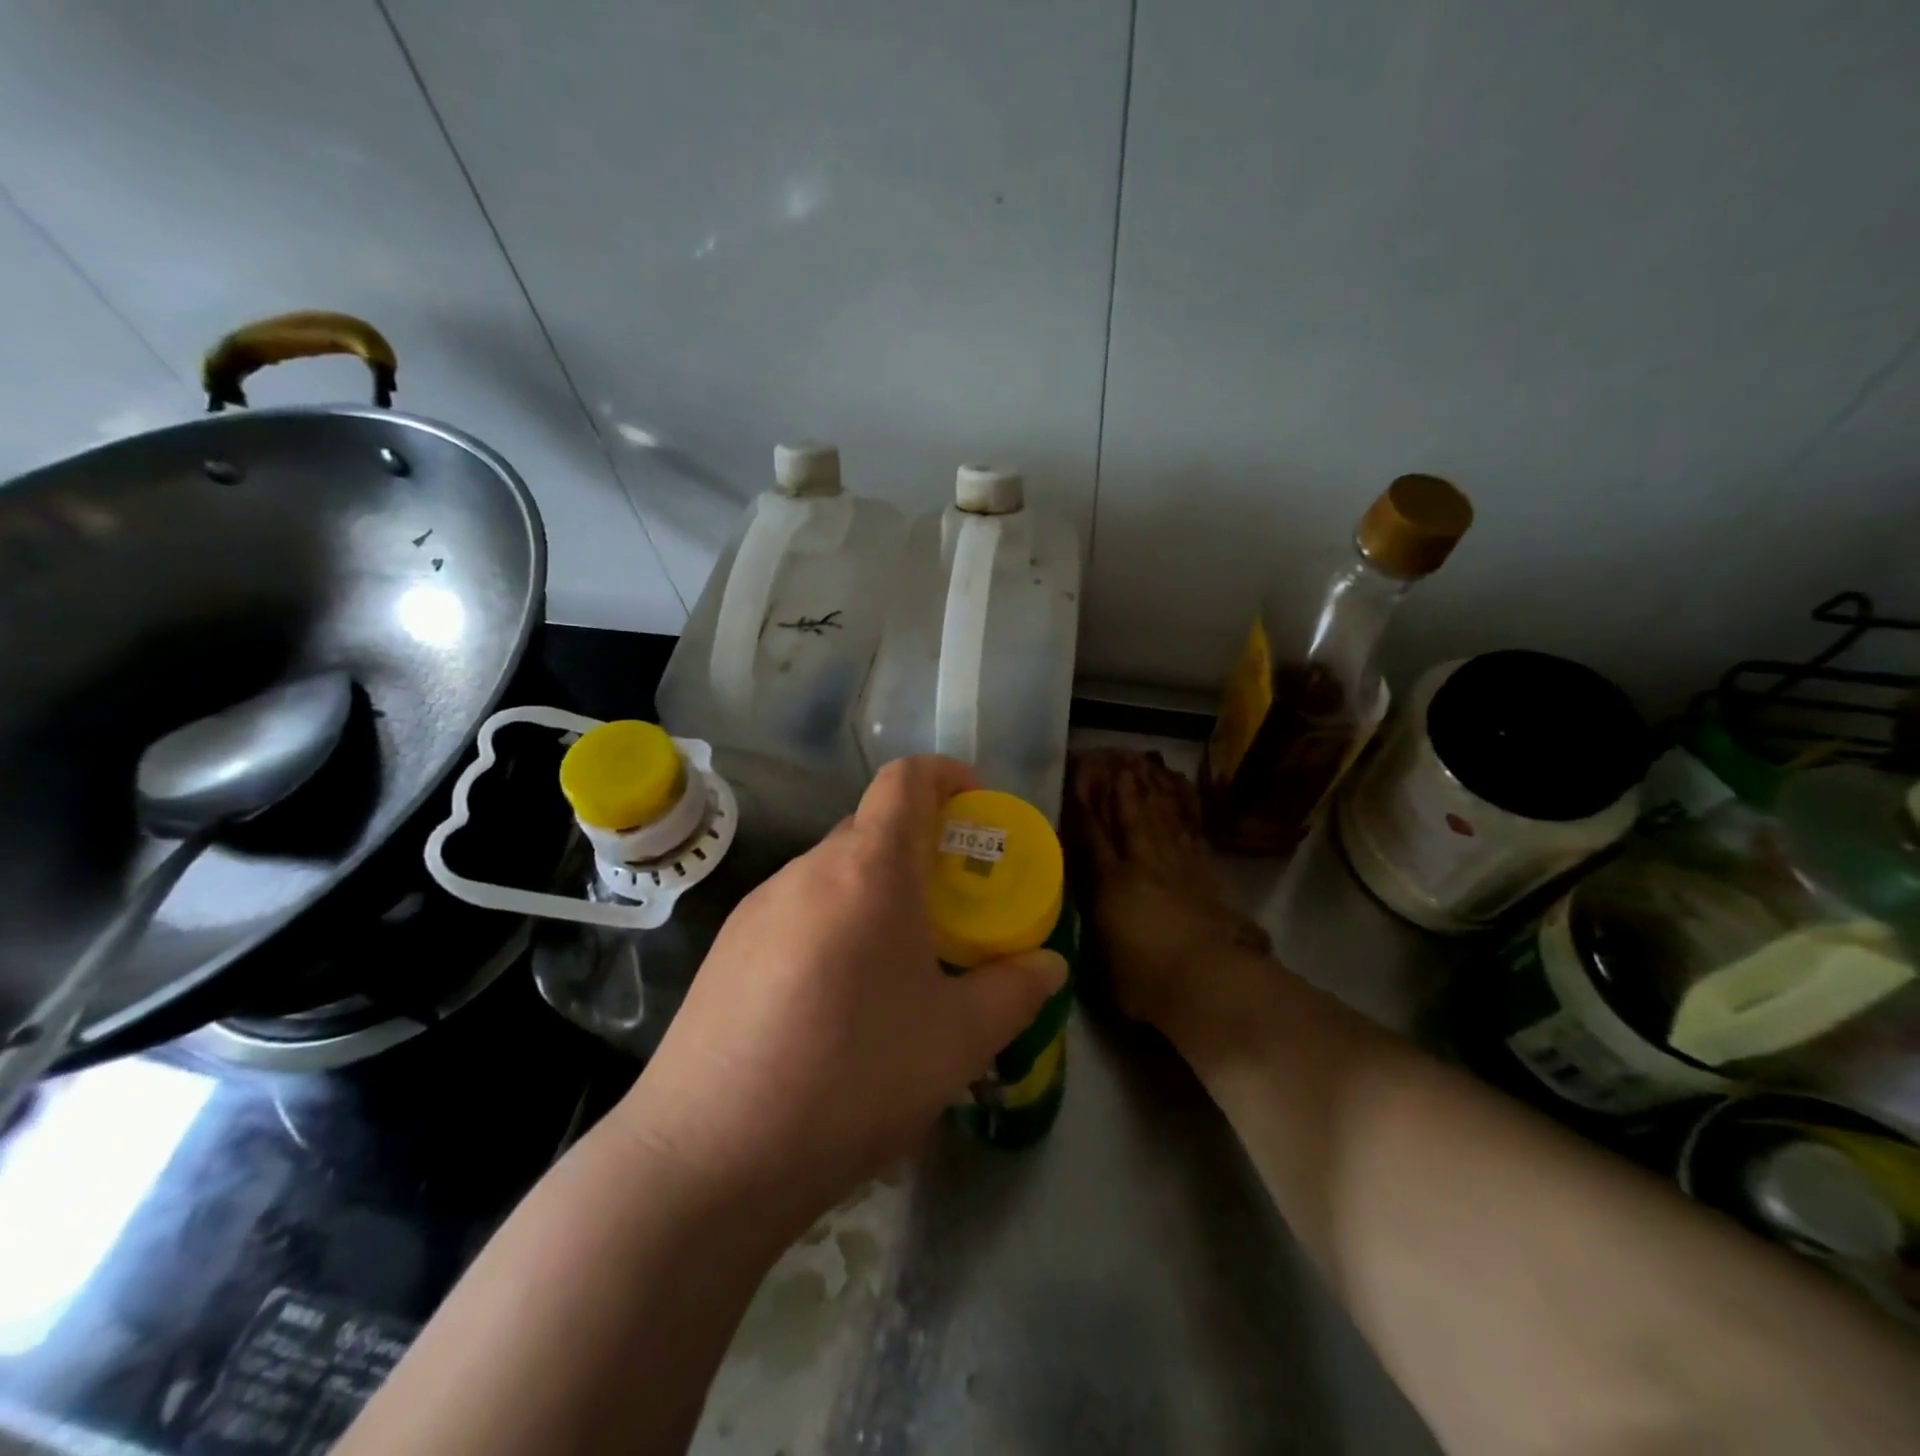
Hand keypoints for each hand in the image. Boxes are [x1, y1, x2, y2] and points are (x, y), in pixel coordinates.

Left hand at [615, 756, 1069, 1236]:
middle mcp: (807, 870)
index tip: (977, 807)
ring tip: (900, 962)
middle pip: (871, 828)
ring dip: (875, 893)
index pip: (905, 779)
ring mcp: (757, 907)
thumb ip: (1013, 992)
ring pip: (832, 874)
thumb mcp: (957, 1042)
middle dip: (920, 848)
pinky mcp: (726, 949)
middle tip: (953, 903)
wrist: (706, 1156)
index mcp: (868, 870)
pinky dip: (834, 925)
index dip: (947, 775)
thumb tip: (1048, 966)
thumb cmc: (852, 1078)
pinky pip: (797, 912)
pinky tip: (838, 1000)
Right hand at [1066, 750, 1270, 1033]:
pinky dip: (1184, 810)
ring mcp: (1177, 866)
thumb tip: (1083, 907)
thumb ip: (1091, 924)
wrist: (1209, 984)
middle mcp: (1142, 865)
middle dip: (1120, 786)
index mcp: (1111, 883)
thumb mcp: (1100, 959)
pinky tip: (1181, 795)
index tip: (1076, 780)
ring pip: (1161, 817)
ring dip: (1151, 789)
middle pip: (1129, 816)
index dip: (1083, 807)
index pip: (1091, 836)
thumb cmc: (1144, 981)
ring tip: (1143, 764)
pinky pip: (1190, 831)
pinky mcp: (1205, 875)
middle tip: (1114, 757)